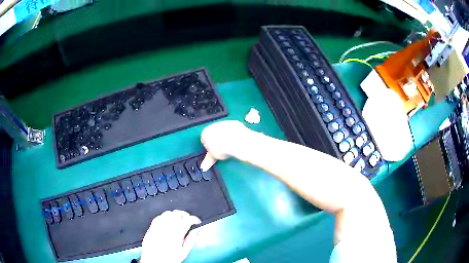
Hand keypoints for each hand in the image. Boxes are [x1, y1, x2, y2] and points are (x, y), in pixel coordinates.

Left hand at [140, 210, 200, 262]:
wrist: (153, 260)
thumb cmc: (167, 259)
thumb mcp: (183, 252)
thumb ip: (190, 240)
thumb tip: (195, 232)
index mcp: (177, 233)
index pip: (188, 219)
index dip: (194, 219)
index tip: (196, 221)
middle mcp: (167, 227)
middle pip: (177, 213)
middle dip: (185, 215)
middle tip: (189, 219)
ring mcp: (158, 226)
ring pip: (168, 213)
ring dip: (175, 214)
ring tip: (179, 219)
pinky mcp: (151, 227)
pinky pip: (159, 216)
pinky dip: (165, 216)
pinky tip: (167, 221)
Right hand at [199, 120, 251, 170]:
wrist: (237, 143)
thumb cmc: (224, 149)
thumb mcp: (214, 157)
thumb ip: (208, 161)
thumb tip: (204, 166)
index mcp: (205, 133)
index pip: (204, 140)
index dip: (209, 148)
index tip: (214, 152)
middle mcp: (213, 126)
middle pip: (214, 134)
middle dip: (217, 141)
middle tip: (222, 150)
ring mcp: (224, 123)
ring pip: (223, 131)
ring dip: (226, 137)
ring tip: (230, 146)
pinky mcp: (234, 123)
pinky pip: (233, 129)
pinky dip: (234, 134)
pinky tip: (236, 140)